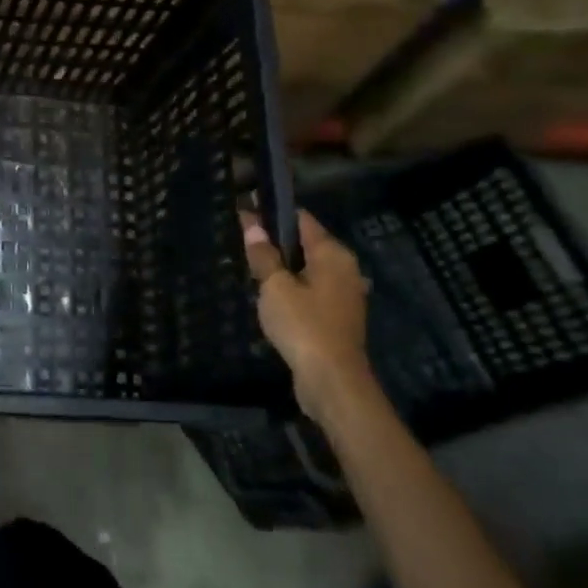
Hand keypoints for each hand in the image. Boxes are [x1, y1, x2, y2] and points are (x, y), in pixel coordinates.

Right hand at [241, 209, 379, 424]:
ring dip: (283, 266)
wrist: (332, 381)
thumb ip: (263, 255)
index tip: (246, 207)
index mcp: (333, 254)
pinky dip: (292, 286)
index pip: (300, 220)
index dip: (272, 212)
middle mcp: (345, 268)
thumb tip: (252, 224)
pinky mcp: (338, 316)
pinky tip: (270, 295)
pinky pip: (311, 290)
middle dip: (276, 240)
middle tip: (243, 238)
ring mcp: (344, 294)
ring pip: (308, 269)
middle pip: (306, 243)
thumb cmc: (303, 326)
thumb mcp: (275, 287)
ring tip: (252, 265)